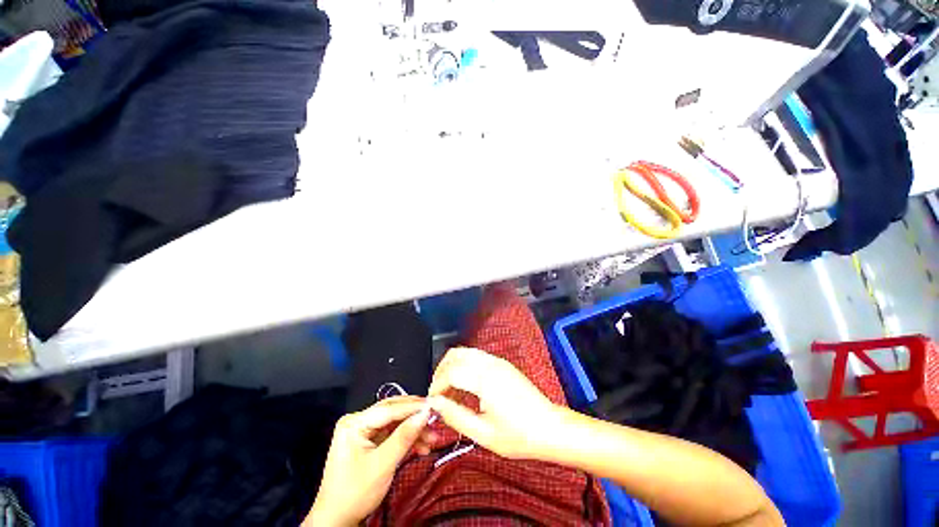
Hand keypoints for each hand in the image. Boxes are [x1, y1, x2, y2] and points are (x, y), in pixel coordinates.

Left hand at [305, 396, 430, 526]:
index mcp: (354, 423)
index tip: (433, 406)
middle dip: (415, 419)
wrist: (338, 521)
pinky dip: (407, 440)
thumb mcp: (382, 465)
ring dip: (414, 431)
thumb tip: (424, 414)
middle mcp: (358, 422)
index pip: (389, 409)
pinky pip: (393, 434)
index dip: (412, 407)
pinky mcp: (370, 441)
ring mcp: (364, 431)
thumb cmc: (355, 493)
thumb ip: (404, 437)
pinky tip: (422, 447)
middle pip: (393, 413)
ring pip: (396, 423)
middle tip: (435, 420)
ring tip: (432, 439)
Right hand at [427, 347, 562, 459]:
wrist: (550, 428)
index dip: (437, 385)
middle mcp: (490, 364)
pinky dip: (464, 365)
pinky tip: (465, 386)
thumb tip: (435, 403)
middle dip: (441, 371)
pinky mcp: (502, 363)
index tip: (432, 401)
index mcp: (485, 380)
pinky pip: (476, 356)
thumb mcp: (483, 434)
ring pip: (466, 352)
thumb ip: (455, 416)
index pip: (451, 372)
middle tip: (438, 393)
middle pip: (456, 355)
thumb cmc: (519, 435)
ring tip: (449, 390)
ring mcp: (497, 361)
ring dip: (452, 366)